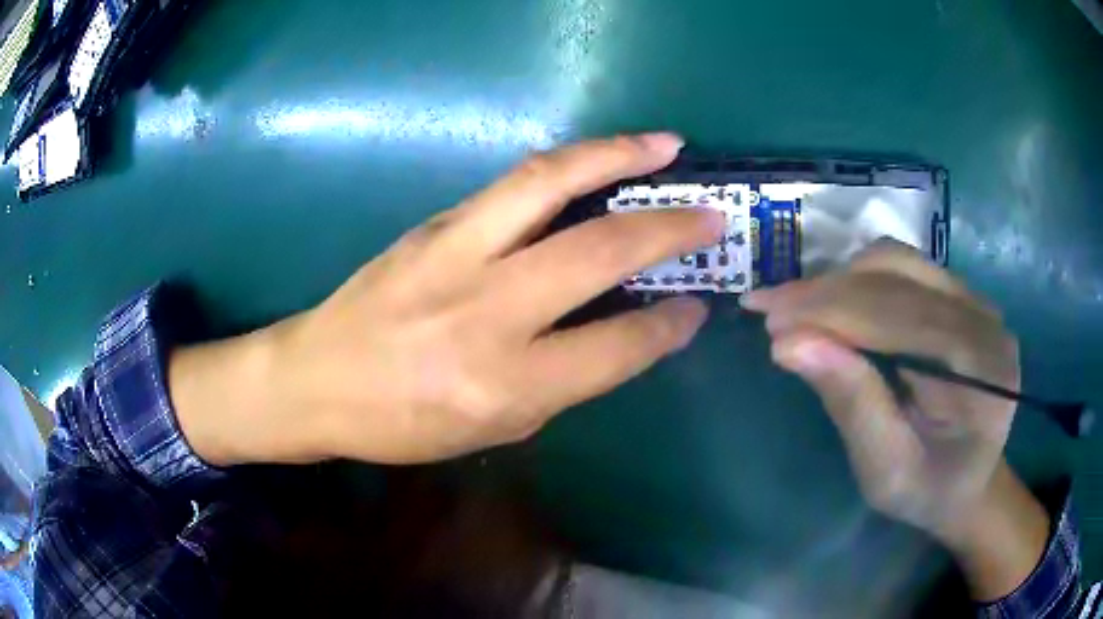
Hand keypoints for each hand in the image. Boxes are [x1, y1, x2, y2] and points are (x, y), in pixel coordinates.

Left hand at [170, 134, 724, 465]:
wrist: (316, 378)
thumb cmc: (402, 423)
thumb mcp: (493, 427)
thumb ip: (563, 380)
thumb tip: (622, 332)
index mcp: (506, 383)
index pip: (616, 347)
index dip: (668, 326)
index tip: (696, 307)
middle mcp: (487, 310)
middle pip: (598, 251)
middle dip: (668, 228)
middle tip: (712, 214)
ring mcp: (455, 253)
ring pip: (551, 184)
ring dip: (617, 156)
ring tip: (664, 145)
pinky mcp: (434, 224)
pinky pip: (512, 185)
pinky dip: (566, 167)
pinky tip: (595, 162)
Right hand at [742, 240, 1047, 599]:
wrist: (968, 481)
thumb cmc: (929, 491)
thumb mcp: (887, 472)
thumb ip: (853, 406)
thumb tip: (790, 344)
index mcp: (981, 368)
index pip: (899, 317)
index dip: (831, 311)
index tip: (766, 317)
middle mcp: (984, 318)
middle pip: (897, 278)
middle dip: (826, 290)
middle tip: (768, 307)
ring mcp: (975, 299)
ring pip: (897, 262)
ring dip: (840, 279)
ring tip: (797, 307)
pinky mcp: (959, 295)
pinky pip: (903, 269)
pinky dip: (858, 280)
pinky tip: (832, 304)